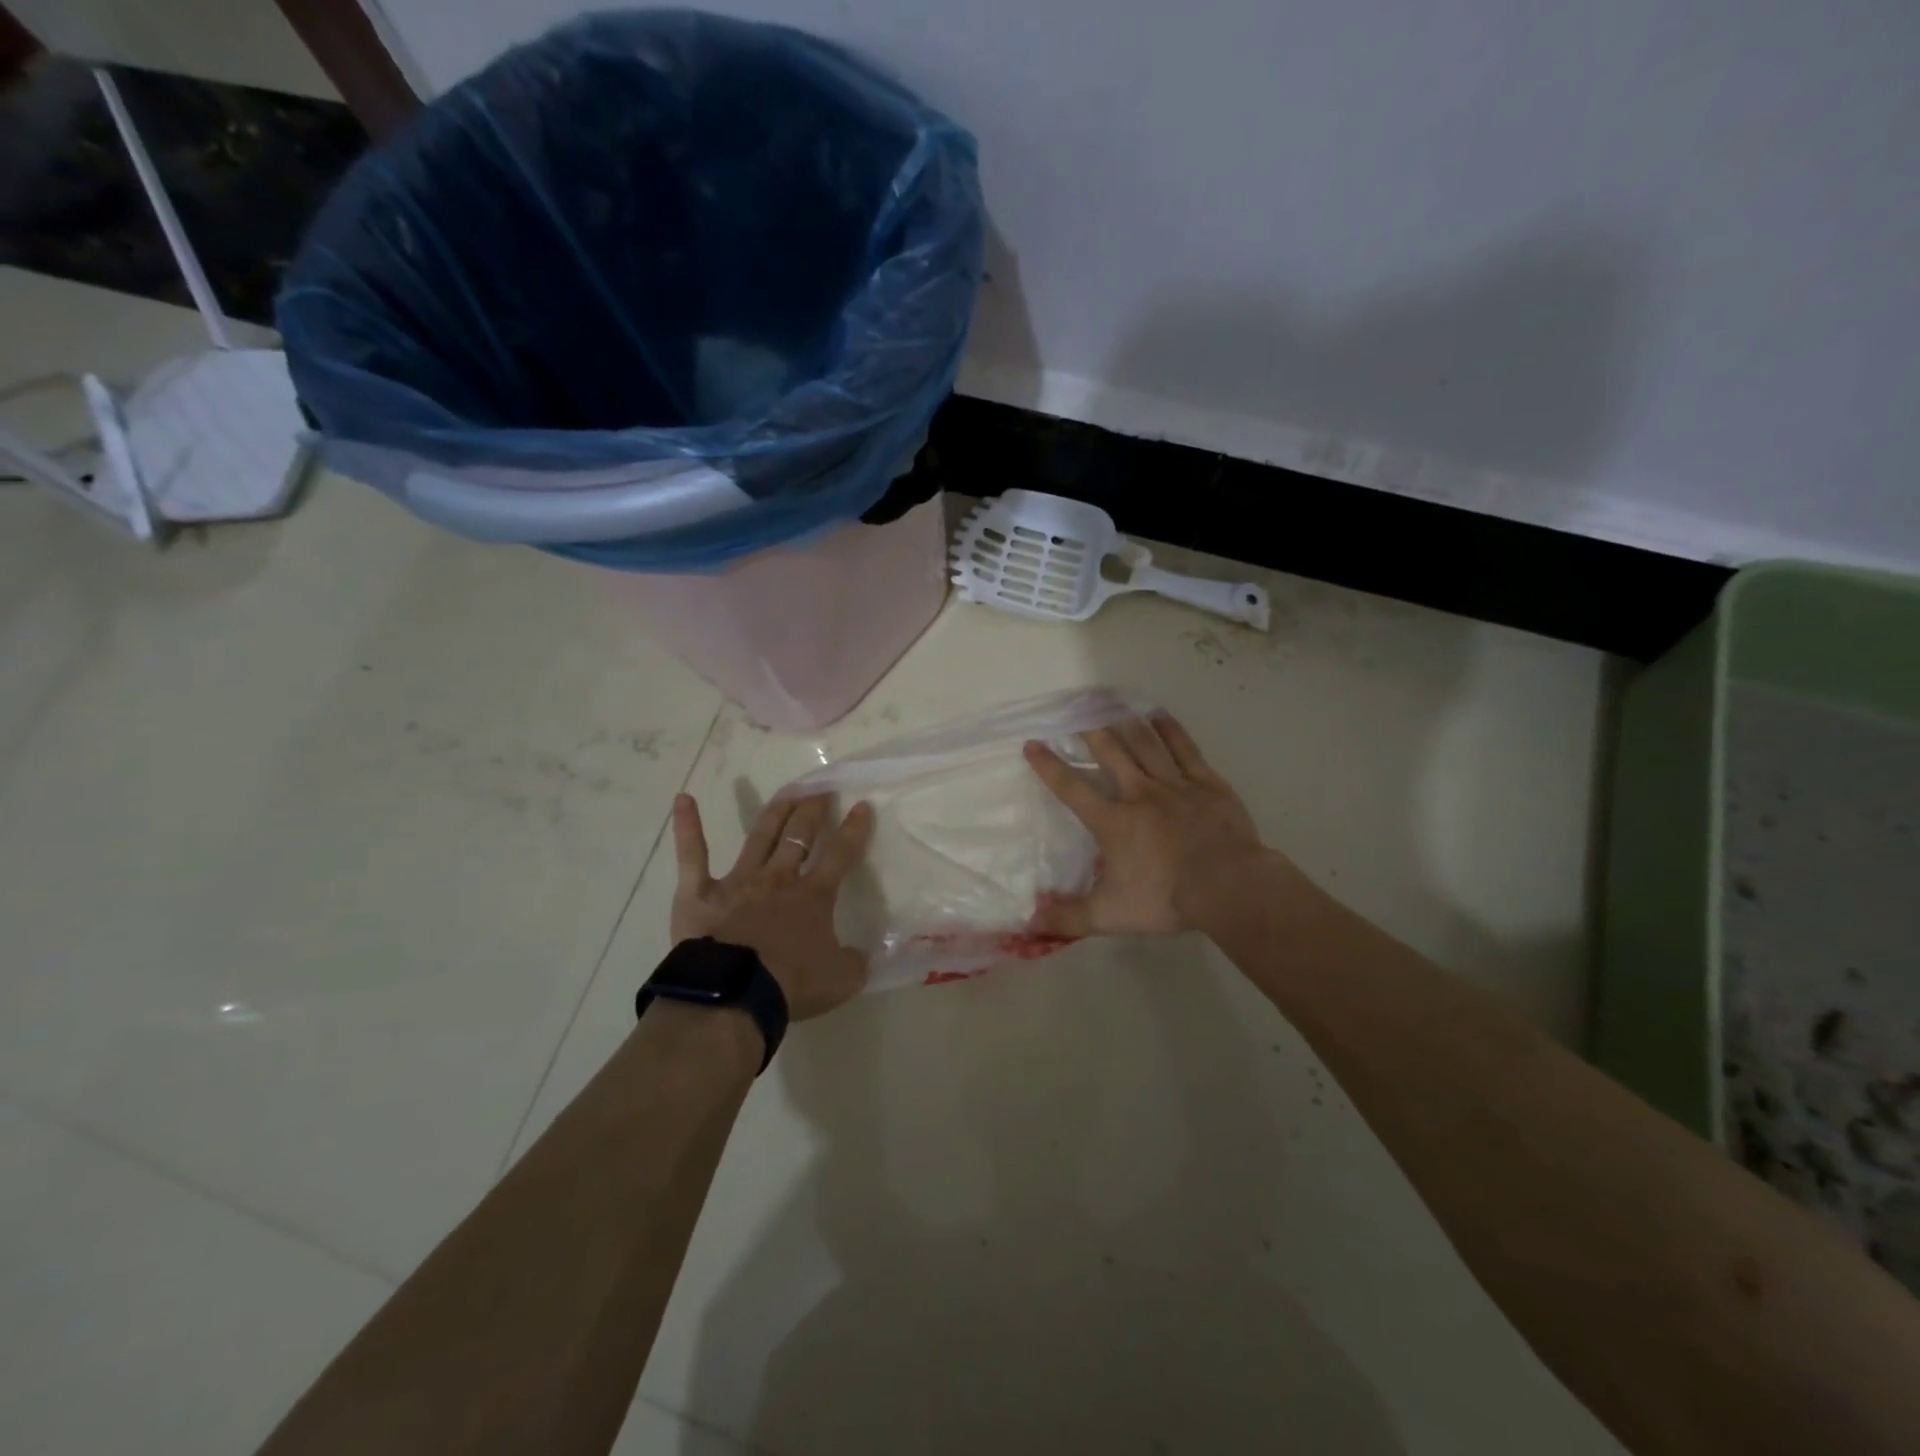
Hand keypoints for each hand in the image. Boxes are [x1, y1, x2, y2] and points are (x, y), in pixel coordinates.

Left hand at [669, 792, 875, 1020]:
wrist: (732, 997)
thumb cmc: (790, 986)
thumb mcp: (841, 980)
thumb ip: (856, 962)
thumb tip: (861, 954)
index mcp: (813, 896)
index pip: (841, 854)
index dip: (854, 830)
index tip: (862, 806)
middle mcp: (778, 879)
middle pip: (799, 835)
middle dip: (813, 809)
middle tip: (820, 790)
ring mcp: (737, 881)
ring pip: (760, 835)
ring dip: (776, 811)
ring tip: (789, 790)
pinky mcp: (699, 892)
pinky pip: (692, 855)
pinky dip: (688, 826)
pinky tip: (683, 799)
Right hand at [1023, 713, 1280, 935]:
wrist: (1228, 886)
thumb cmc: (1166, 898)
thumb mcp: (1110, 916)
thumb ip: (1069, 918)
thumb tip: (1030, 921)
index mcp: (1112, 821)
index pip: (1071, 788)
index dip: (1048, 766)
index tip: (1032, 744)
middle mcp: (1138, 793)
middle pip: (1109, 752)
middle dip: (1089, 730)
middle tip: (1075, 709)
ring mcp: (1174, 784)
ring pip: (1144, 743)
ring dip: (1125, 722)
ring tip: (1110, 703)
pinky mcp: (1206, 783)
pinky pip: (1184, 748)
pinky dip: (1169, 730)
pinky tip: (1158, 716)